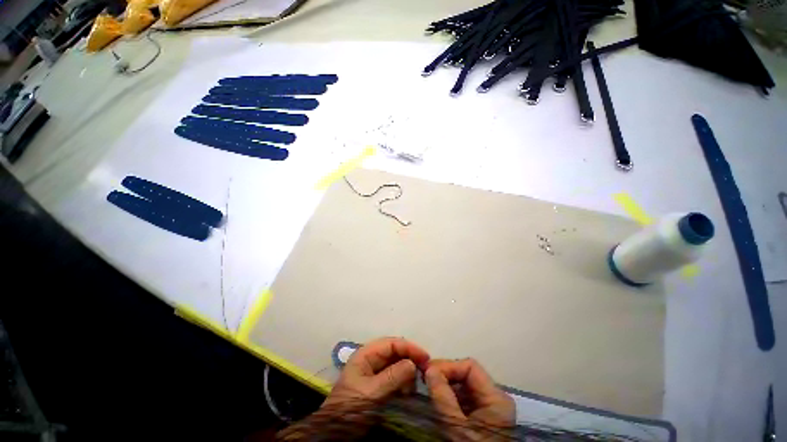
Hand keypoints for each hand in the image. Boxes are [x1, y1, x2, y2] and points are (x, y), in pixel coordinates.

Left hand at [322, 337, 429, 410]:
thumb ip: (392, 377)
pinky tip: (407, 392)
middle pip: (394, 352)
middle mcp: (370, 359)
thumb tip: (413, 363)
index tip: (425, 357)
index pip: (391, 343)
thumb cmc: (350, 408)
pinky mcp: (377, 385)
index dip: (409, 347)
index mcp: (366, 355)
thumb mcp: (371, 393)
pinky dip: (403, 382)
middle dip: (409, 359)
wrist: (335, 433)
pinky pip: (394, 378)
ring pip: (396, 364)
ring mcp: (374, 372)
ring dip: (407, 373)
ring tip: (412, 387)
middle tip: (424, 371)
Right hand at [425, 358, 514, 437]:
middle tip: (425, 378)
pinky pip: (464, 395)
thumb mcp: (456, 427)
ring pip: (464, 382)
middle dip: (445, 373)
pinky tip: (438, 397)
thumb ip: (443, 396)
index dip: (448, 366)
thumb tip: (429, 369)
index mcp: (496, 398)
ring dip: (446, 382)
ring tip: (429, 386)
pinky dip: (449, 393)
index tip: (429, 373)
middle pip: (467, 372)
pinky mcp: (482, 413)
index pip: (470, 366)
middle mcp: (495, 397)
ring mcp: (489, 405)